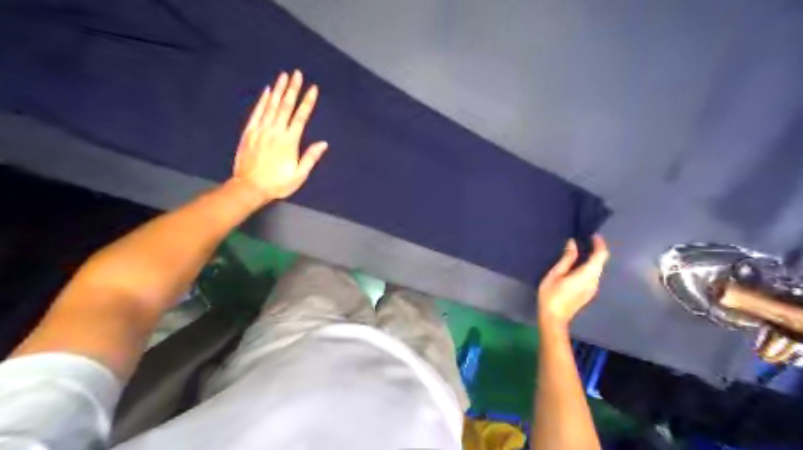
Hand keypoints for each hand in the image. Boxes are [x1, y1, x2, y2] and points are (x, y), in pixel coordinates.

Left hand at [232, 68, 329, 201]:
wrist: (249, 187)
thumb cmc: (278, 184)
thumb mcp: (299, 175)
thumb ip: (310, 158)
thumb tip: (323, 143)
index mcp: (289, 141)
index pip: (301, 117)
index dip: (308, 102)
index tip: (313, 88)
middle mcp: (275, 131)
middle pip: (286, 106)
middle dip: (293, 89)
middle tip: (297, 73)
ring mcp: (261, 130)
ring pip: (271, 105)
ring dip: (279, 89)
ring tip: (284, 75)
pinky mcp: (249, 132)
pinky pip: (257, 112)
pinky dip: (263, 100)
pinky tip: (267, 91)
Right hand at [539, 236, 608, 325]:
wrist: (554, 318)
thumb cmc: (551, 295)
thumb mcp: (555, 274)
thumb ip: (567, 258)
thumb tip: (573, 243)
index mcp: (587, 274)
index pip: (601, 255)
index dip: (599, 243)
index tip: (592, 234)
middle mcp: (595, 280)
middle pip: (600, 262)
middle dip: (595, 250)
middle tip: (583, 239)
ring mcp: (593, 288)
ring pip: (597, 269)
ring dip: (591, 259)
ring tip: (578, 250)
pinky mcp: (589, 293)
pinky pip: (592, 275)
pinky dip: (588, 266)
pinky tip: (576, 265)